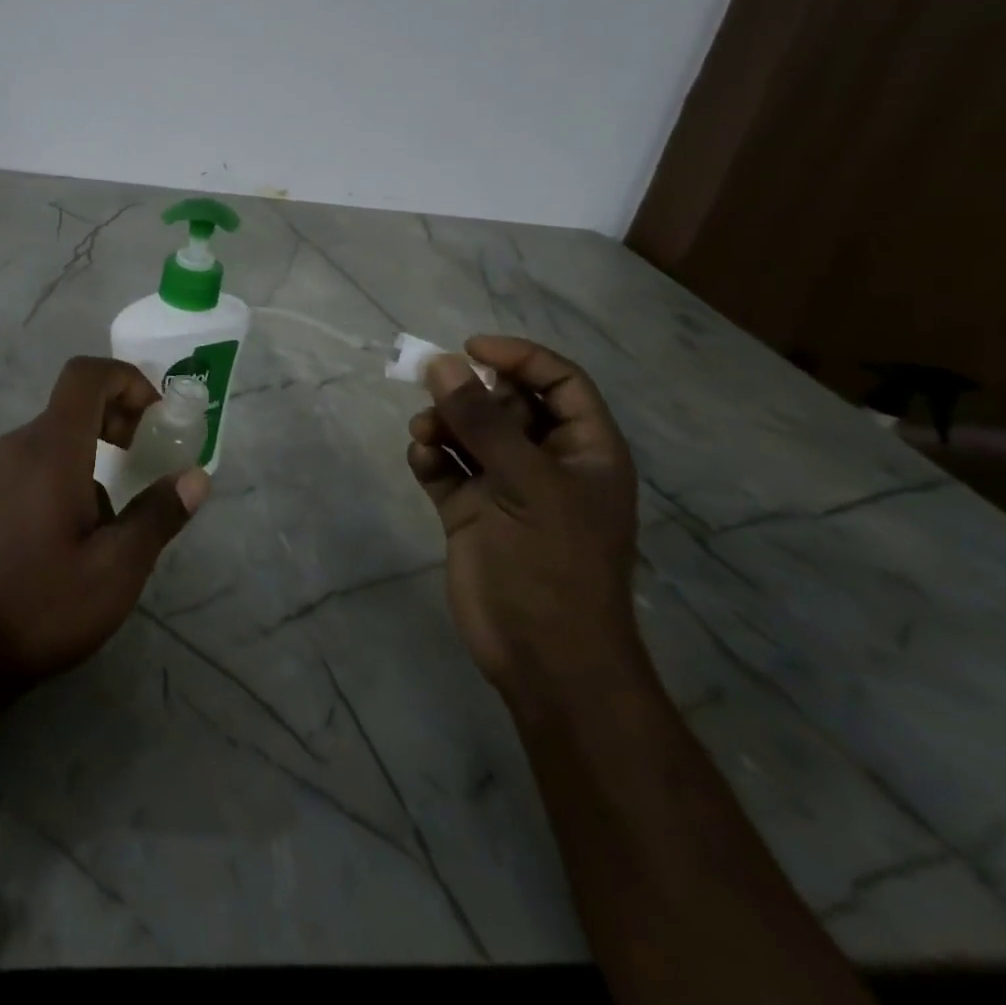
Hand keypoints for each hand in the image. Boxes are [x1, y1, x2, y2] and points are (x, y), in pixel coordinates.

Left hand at [0, 356, 210, 687]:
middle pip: (73, 402)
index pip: (86, 375)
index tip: (156, 418)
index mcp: (50, 449)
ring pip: (56, 435)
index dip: (127, 379)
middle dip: (119, 417)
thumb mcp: (116, 568)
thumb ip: (158, 515)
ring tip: (116, 514)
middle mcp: (17, 446)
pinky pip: (35, 460)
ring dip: (95, 451)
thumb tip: (196, 477)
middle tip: (146, 456)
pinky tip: (77, 533)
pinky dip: (69, 470)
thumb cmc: (42, 605)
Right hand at [406, 336, 642, 710]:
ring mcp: (505, 488)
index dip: (519, 358)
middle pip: (506, 403)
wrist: (542, 656)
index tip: (470, 348)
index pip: (559, 382)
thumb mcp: (525, 483)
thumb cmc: (553, 564)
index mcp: (583, 451)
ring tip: (423, 434)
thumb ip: (482, 421)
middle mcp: (545, 462)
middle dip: (469, 394)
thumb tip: (442, 363)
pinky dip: (430, 458)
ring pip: (469, 433)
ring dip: (443, 424)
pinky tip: (422, 462)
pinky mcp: (470, 512)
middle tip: (436, 394)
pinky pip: (445, 467)